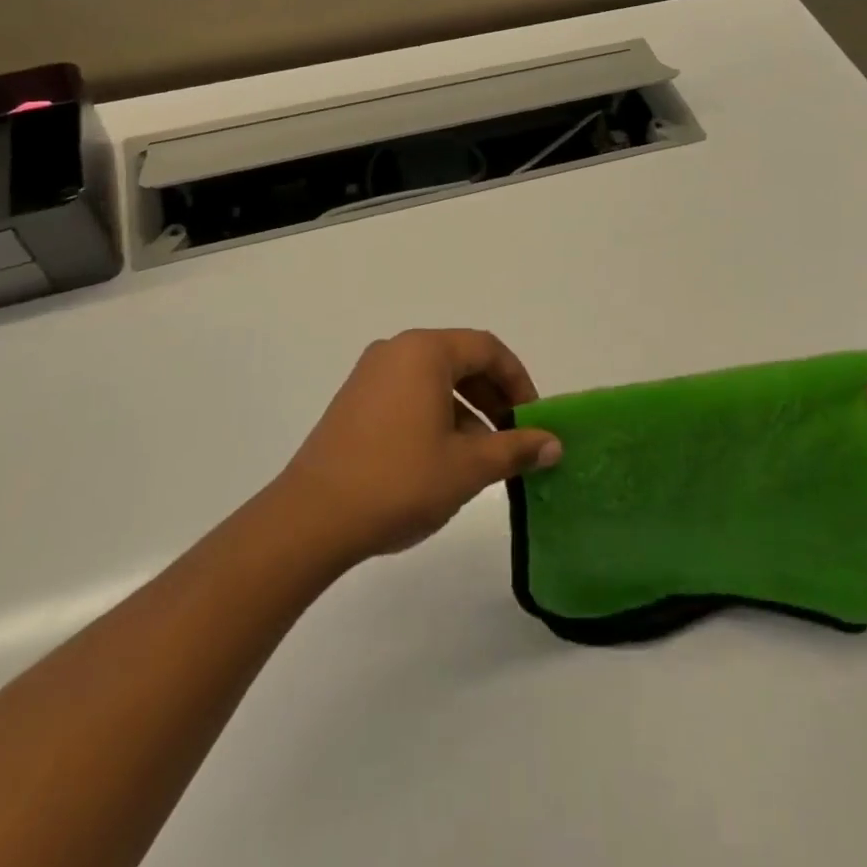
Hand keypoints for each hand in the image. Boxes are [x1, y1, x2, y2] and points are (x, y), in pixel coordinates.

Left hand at [275, 329, 562, 563]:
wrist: (312, 517)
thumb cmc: (398, 481)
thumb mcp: (467, 467)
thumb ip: (515, 449)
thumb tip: (554, 444)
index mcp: (425, 351)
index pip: (487, 349)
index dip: (518, 381)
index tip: (534, 419)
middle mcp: (396, 350)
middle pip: (460, 360)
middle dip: (493, 396)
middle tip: (515, 436)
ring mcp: (370, 374)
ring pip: (434, 380)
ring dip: (466, 410)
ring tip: (483, 456)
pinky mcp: (354, 400)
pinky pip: (409, 394)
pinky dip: (436, 415)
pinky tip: (444, 459)